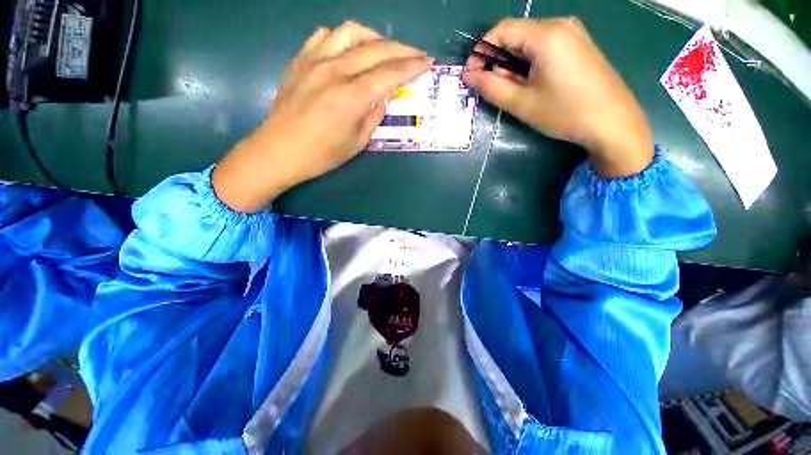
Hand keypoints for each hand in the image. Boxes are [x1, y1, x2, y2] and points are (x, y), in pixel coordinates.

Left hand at [213, 22, 432, 212]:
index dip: (412, 65)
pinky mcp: (301, 59)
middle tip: (417, 55)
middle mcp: (335, 70)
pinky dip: (345, 38)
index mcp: (352, 96)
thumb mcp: (357, 142)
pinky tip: (350, 50)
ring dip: (375, 38)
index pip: (390, 73)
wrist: (279, 151)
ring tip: (384, 51)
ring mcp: (315, 60)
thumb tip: (382, 97)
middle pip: (377, 49)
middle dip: (403, 50)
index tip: (428, 62)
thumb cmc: (322, 155)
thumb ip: (374, 116)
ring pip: (352, 32)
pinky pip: (326, 35)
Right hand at [463, 18, 653, 176]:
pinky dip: (530, 63)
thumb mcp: (521, 103)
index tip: (471, 76)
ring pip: (529, 42)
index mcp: (546, 35)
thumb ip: (491, 87)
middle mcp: (560, 25)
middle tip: (494, 89)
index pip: (501, 30)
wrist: (612, 123)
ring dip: (514, 64)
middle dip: (498, 61)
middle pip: (516, 35)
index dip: (480, 52)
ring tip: (515, 91)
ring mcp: (573, 33)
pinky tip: (533, 84)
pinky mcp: (579, 45)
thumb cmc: (564, 113)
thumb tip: (468, 76)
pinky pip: (545, 47)